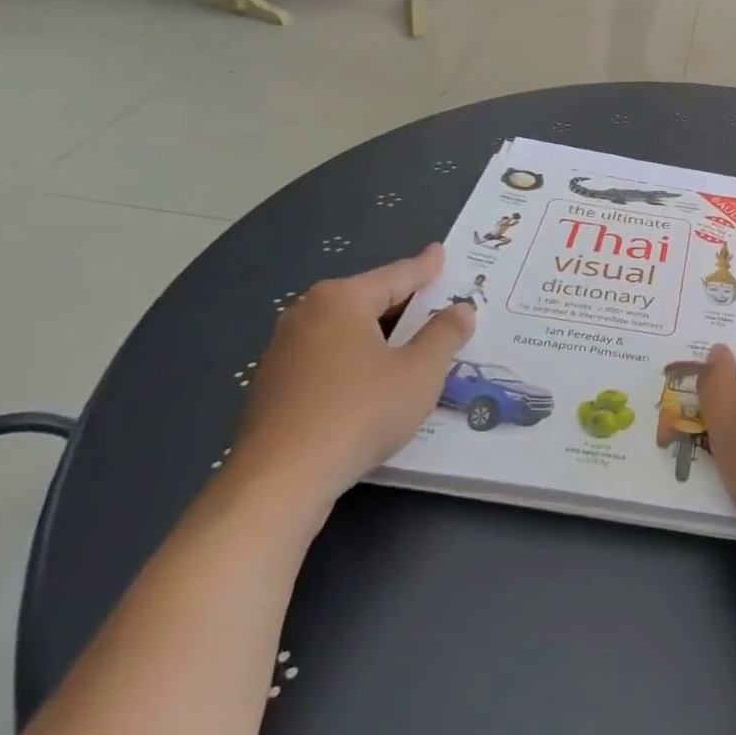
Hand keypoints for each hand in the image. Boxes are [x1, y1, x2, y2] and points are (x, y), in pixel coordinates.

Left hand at [228, 246, 475, 510]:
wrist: (280, 482)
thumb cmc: (359, 412)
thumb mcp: (420, 372)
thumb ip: (445, 335)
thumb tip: (461, 309)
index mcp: (341, 299)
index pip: (397, 275)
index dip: (426, 268)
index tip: (440, 252)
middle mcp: (307, 314)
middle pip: (369, 301)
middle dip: (405, 304)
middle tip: (437, 303)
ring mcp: (284, 351)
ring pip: (347, 332)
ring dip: (381, 337)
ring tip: (413, 345)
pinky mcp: (273, 386)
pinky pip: (329, 359)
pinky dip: (357, 361)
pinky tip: (375, 383)